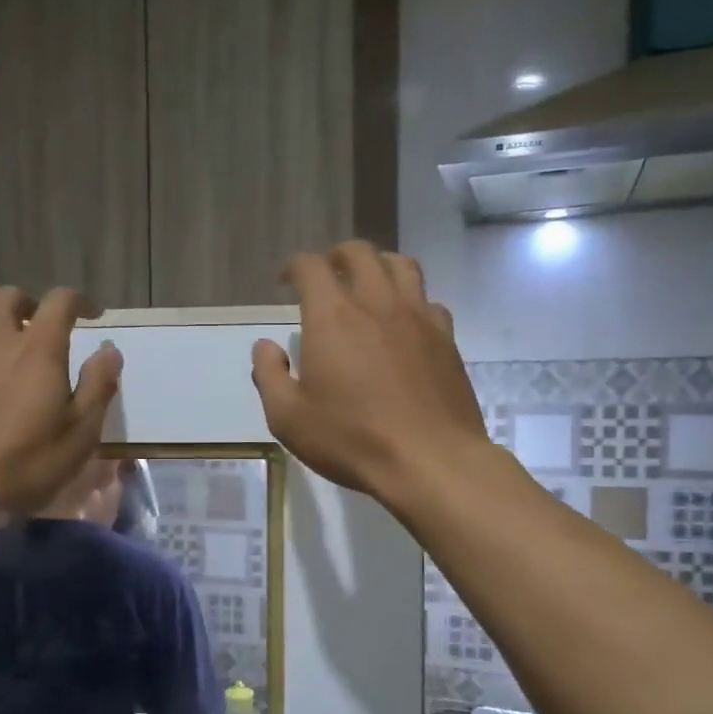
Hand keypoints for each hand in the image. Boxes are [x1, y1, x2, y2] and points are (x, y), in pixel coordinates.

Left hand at [0, 286, 122, 514]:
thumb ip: (98, 385)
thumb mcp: (80, 433)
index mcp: (37, 349)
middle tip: (46, 329)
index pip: (60, 301)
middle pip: (10, 297)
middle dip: (32, 304)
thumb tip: (109, 348)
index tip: (92, 316)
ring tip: (15, 361)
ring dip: (3, 329)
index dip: (80, 302)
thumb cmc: (24, 463)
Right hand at [251, 242, 487, 498]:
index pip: (310, 267)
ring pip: (401, 265)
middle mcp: (376, 303)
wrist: (429, 460)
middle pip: (359, 253)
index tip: (285, 281)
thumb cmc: (352, 440)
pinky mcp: (446, 339)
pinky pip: (429, 300)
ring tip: (368, 285)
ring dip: (379, 265)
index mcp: (332, 317)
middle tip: (327, 275)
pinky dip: (412, 300)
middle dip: (336, 256)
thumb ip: (269, 376)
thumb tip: (266, 346)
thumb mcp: (288, 418)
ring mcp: (418, 317)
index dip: (294, 266)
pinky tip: (405, 322)